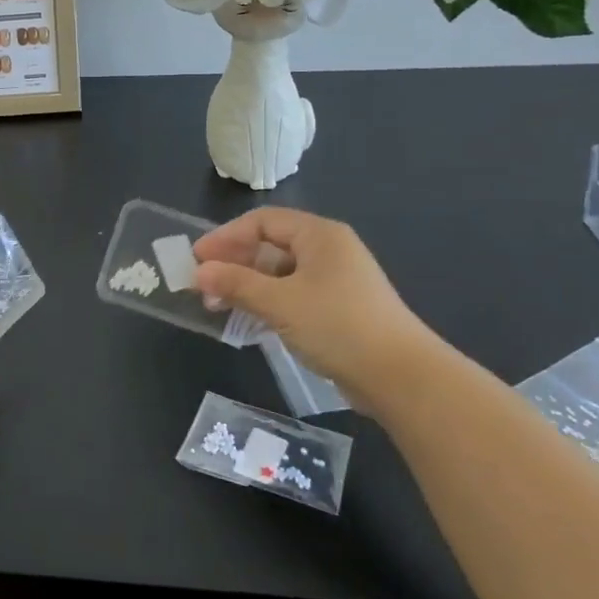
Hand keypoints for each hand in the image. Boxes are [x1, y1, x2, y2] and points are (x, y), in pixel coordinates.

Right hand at [192, 208, 436, 413]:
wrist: (401, 377)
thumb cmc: (337, 326)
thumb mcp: (280, 302)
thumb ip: (236, 283)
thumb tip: (199, 272)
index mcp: (319, 235)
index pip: (262, 221)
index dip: (226, 236)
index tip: (197, 258)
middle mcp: (329, 250)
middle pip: (271, 245)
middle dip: (234, 263)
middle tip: (204, 285)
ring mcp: (337, 280)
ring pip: (281, 273)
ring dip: (247, 285)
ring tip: (219, 305)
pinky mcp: (339, 308)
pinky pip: (294, 294)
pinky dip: (268, 302)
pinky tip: (249, 320)